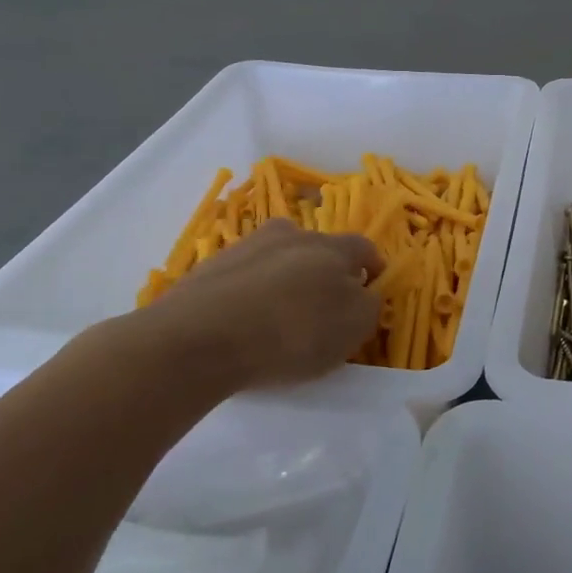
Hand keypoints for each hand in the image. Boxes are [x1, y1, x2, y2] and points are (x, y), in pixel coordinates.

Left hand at [117, 219, 383, 389]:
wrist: (200, 337)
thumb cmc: (291, 333)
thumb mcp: (352, 328)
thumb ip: (368, 306)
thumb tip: (363, 293)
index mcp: (332, 247)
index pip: (364, 248)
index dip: (372, 269)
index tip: (371, 291)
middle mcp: (291, 235)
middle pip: (319, 249)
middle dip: (326, 272)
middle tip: (324, 308)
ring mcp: (247, 246)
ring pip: (279, 258)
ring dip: (286, 278)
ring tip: (280, 316)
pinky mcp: (211, 266)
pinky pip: (245, 276)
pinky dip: (251, 292)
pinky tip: (245, 322)